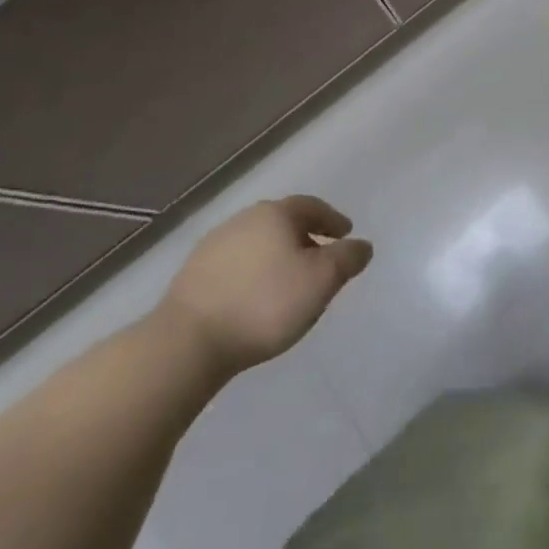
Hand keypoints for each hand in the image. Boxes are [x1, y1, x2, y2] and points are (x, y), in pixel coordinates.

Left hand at [156, 197, 372, 379]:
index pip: (312, 206)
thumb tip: (362, 245)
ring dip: (277, 255)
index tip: (346, 234)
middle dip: (304, 236)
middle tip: (320, 257)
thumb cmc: (265, 304)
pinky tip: (255, 296)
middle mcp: (244, 219)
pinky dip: (253, 272)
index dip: (332, 219)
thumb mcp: (322, 281)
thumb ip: (347, 259)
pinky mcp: (192, 274)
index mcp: (276, 214)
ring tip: (288, 280)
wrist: (187, 342)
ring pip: (258, 242)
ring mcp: (213, 245)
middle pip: (283, 222)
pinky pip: (236, 264)